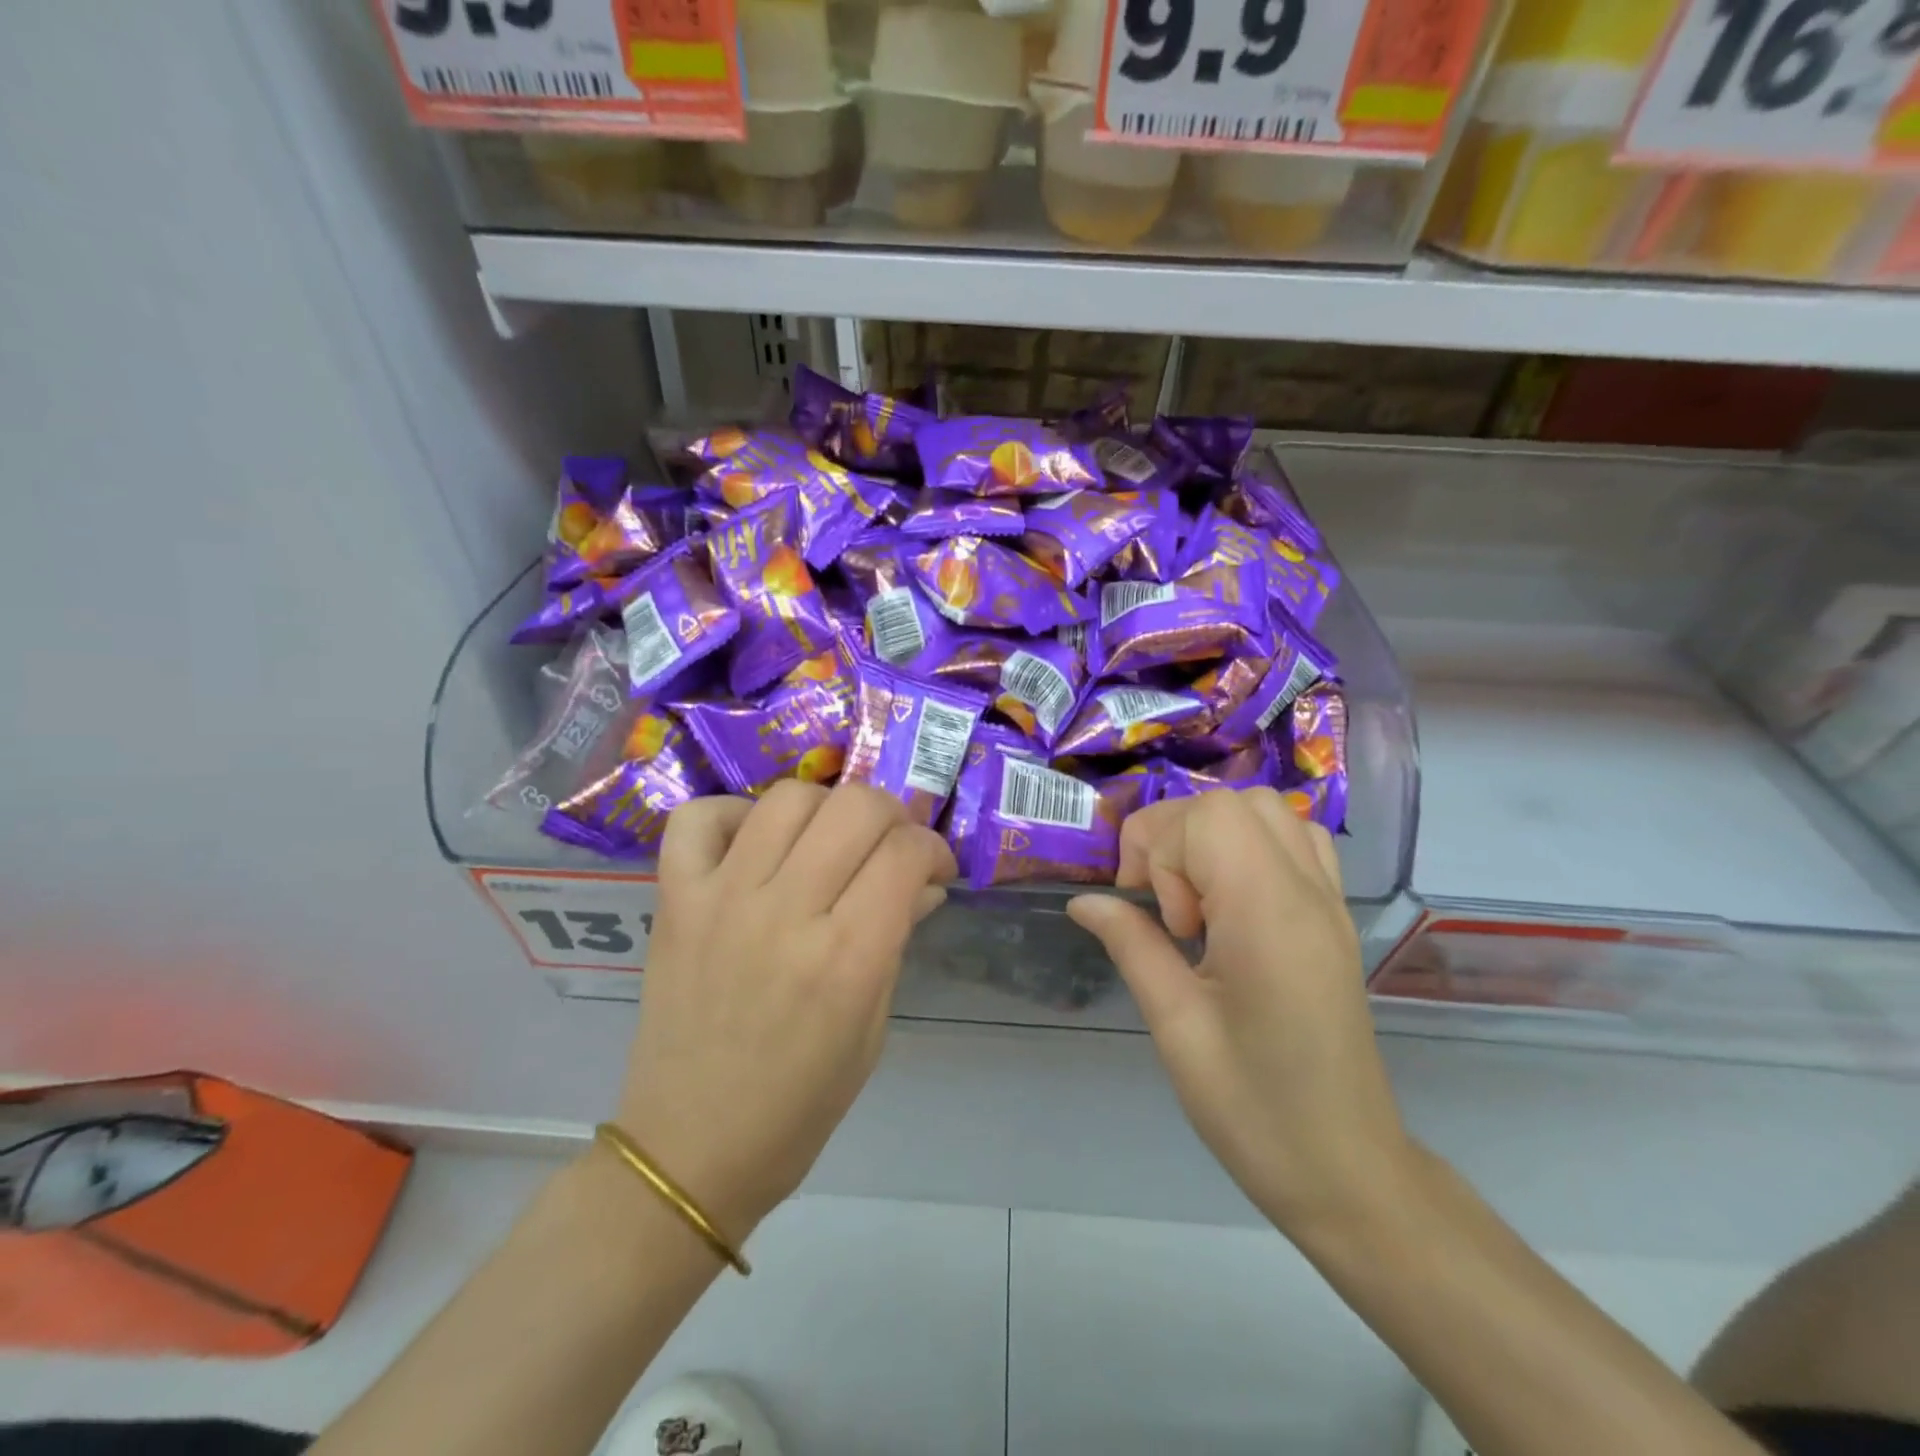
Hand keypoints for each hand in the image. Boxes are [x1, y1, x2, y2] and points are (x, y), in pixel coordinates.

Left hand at [613, 782, 955, 1239]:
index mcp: (847, 959)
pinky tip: (753, 844)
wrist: (689, 1148)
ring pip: (787, 798)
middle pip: (855, 807)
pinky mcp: (675, 901)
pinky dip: (732, 814)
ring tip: (826, 841)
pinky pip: (698, 818)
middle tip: (889, 847)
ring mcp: (723, 900)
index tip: (933, 870)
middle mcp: (787, 914)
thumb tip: (924, 883)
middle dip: (891, 814)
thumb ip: (897, 941)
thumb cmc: (799, 1104)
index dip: (933, 849)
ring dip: (825, 808)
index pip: (906, 853)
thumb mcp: (872, 1030)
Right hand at [1067, 789, 1412, 1235]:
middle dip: (1177, 838)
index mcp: (1268, 913)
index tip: (1152, 915)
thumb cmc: (1253, 1108)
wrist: (1346, 1170)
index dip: (1158, 850)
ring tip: (1196, 903)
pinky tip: (1231, 901)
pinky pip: (1295, 841)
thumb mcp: (1176, 1026)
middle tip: (1165, 910)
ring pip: (1266, 812)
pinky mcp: (1333, 918)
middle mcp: (1306, 891)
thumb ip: (1131, 945)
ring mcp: (1328, 901)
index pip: (1207, 818)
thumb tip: (1084, 901)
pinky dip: (1251, 847)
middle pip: (1232, 803)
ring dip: (1212, 838)